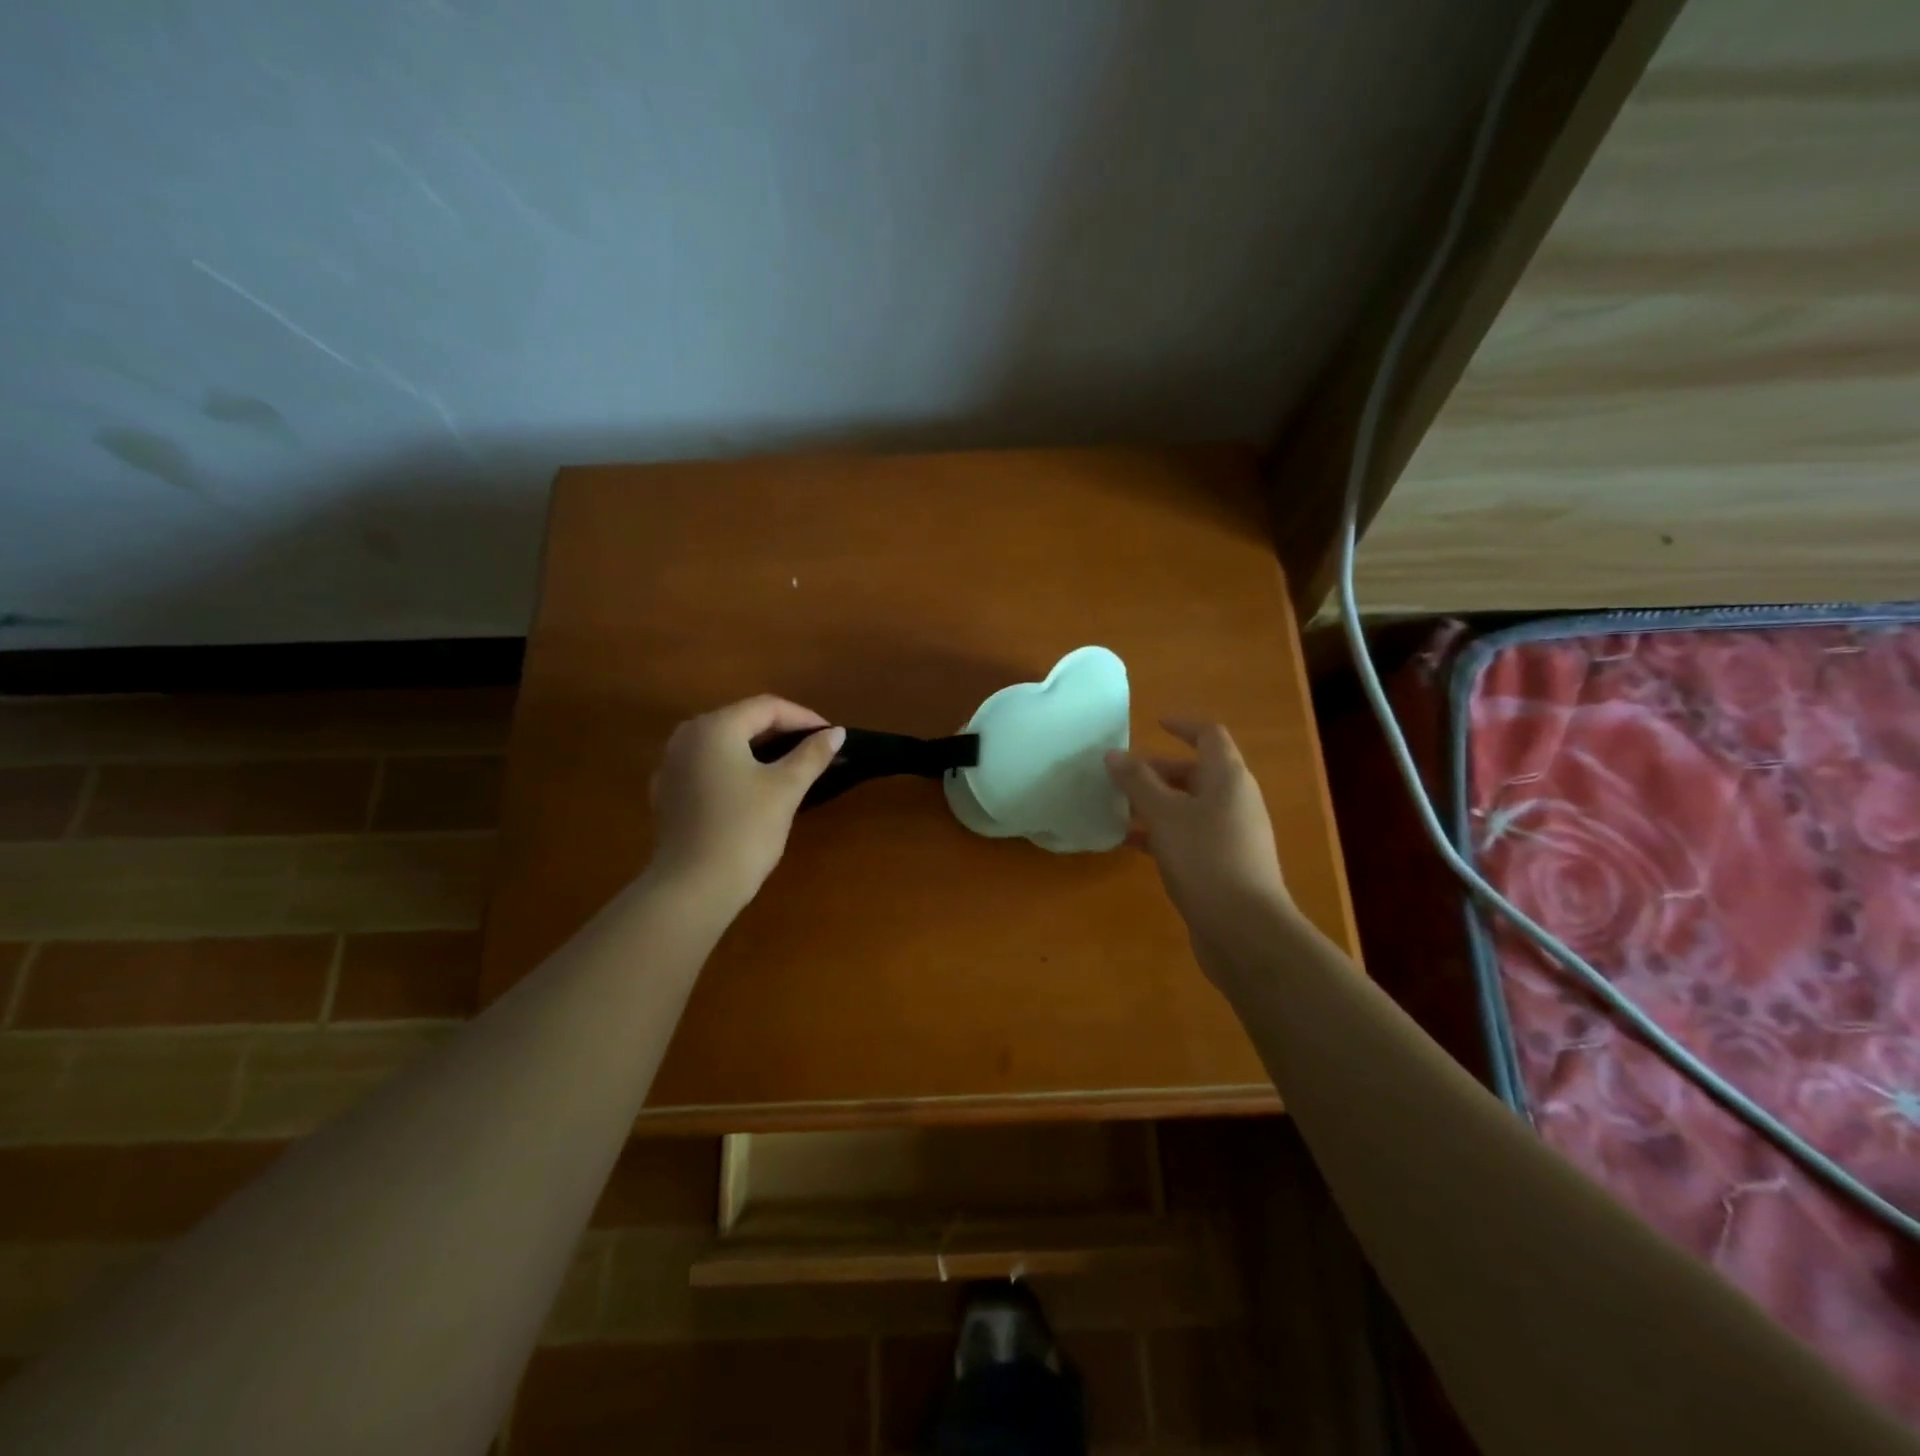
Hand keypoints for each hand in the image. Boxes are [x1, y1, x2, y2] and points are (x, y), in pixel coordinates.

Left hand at [647, 696, 844, 916]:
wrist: (692, 888)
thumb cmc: (744, 831)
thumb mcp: (785, 789)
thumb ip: (812, 755)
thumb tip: (836, 732)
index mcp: (715, 727)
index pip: (767, 707)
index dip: (803, 718)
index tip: (831, 736)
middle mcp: (687, 736)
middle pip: (742, 720)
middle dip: (781, 732)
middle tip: (814, 750)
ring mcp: (671, 765)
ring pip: (723, 744)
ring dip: (758, 749)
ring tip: (789, 767)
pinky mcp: (668, 793)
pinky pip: (707, 766)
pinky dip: (734, 768)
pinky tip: (751, 789)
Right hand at [1106, 719, 1291, 978]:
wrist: (1244, 930)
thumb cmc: (1205, 859)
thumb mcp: (1164, 815)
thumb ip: (1137, 782)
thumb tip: (1114, 754)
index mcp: (1228, 778)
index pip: (1209, 736)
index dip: (1183, 725)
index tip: (1153, 724)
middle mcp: (1235, 801)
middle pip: (1196, 772)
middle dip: (1158, 770)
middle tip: (1121, 776)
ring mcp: (1232, 834)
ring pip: (1189, 806)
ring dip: (1156, 803)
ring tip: (1118, 809)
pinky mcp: (1223, 864)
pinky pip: (1189, 835)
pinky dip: (1162, 833)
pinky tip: (1131, 844)